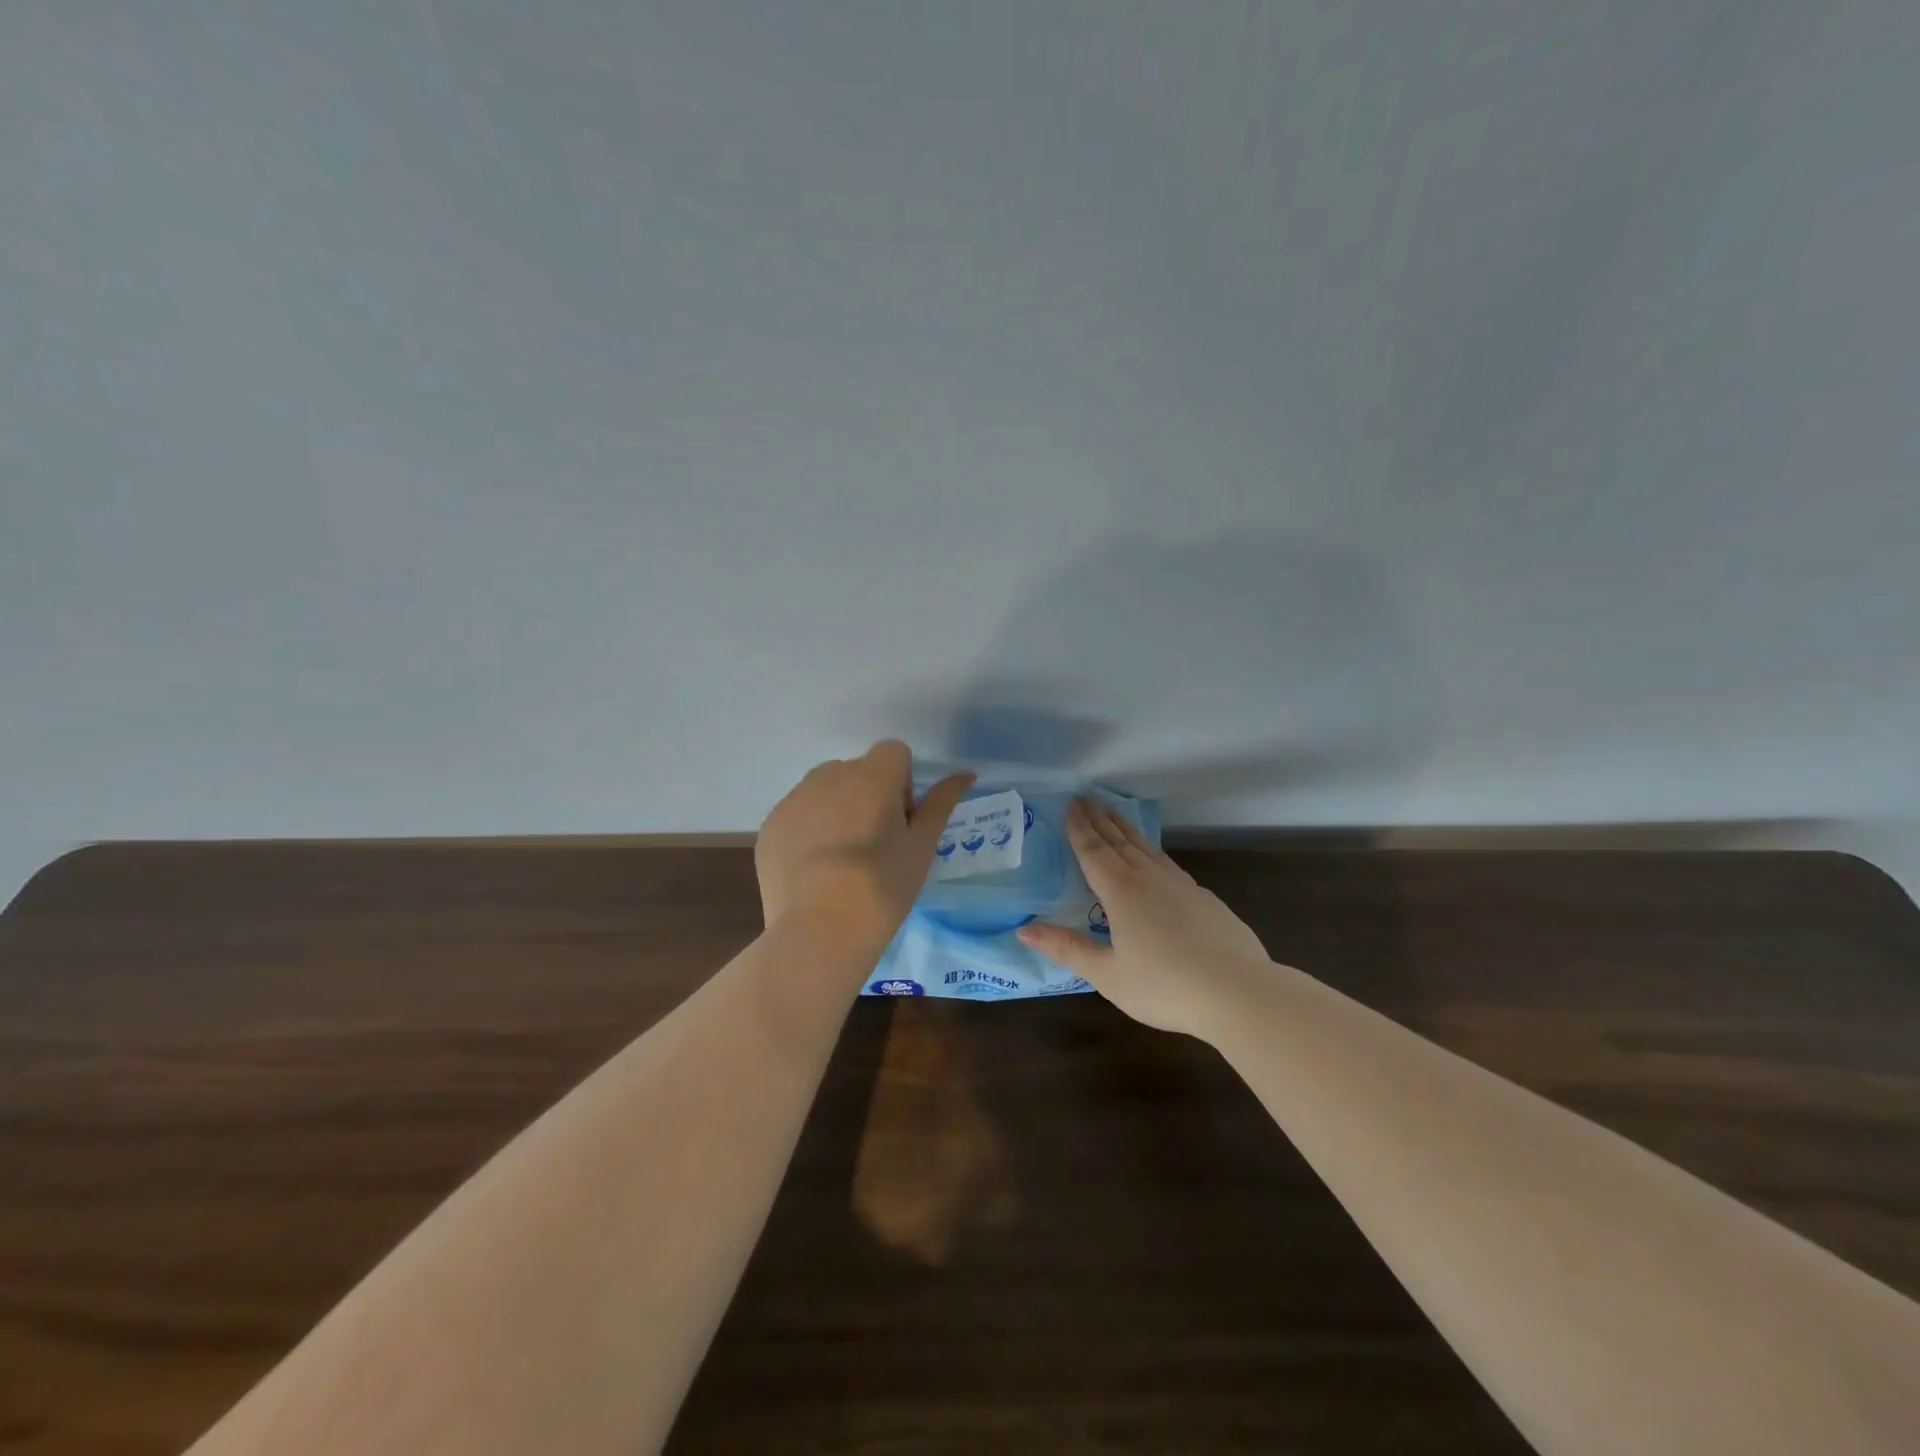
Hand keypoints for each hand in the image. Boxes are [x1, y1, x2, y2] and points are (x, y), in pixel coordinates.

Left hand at [756, 740, 973, 952]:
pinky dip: (809, 830)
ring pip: (825, 789)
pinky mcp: (771, 824)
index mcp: (872, 775)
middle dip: (869, 795)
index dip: (902, 783)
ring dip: (838, 809)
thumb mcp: (922, 845)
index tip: (900, 821)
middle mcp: (830, 774)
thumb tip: (965, 774)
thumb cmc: (883, 887)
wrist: (820, 931)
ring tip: (842, 859)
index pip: (894, 753)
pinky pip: (798, 813)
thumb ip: (941, 802)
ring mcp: (795, 798)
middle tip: (875, 844)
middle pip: (858, 770)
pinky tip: (815, 869)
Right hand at [1018, 798, 1269, 1034]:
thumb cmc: (1165, 986)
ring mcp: (1182, 886)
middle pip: (1120, 841)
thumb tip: (1024, 928)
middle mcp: (1150, 879)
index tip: (1071, 804)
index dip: (1079, 828)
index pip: (1094, 851)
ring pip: (1147, 848)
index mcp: (1122, 892)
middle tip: (1086, 798)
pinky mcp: (1205, 899)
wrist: (1239, 992)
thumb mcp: (1108, 974)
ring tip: (1114, 814)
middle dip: (1100, 819)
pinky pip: (1168, 864)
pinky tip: (1155, 859)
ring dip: (1126, 829)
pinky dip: (1152, 851)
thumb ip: (1067, 949)